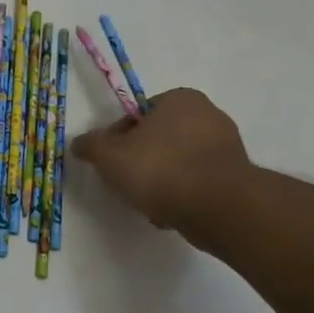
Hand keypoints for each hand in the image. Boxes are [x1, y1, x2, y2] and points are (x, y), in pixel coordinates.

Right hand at [71, 88, 252, 243]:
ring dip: (162, 182)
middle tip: (127, 183)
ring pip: (178, 163)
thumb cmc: (160, 169)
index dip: (119, 139)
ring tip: (149, 204)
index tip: (111, 162)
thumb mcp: (110, 156)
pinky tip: (171, 213)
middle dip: (142, 161)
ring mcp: (226, 146)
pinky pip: (197, 183)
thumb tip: (78, 143)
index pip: (139, 115)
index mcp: (179, 98)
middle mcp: (208, 114)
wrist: (216, 206)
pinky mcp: (235, 176)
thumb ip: (91, 146)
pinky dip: (183, 195)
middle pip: (159, 139)